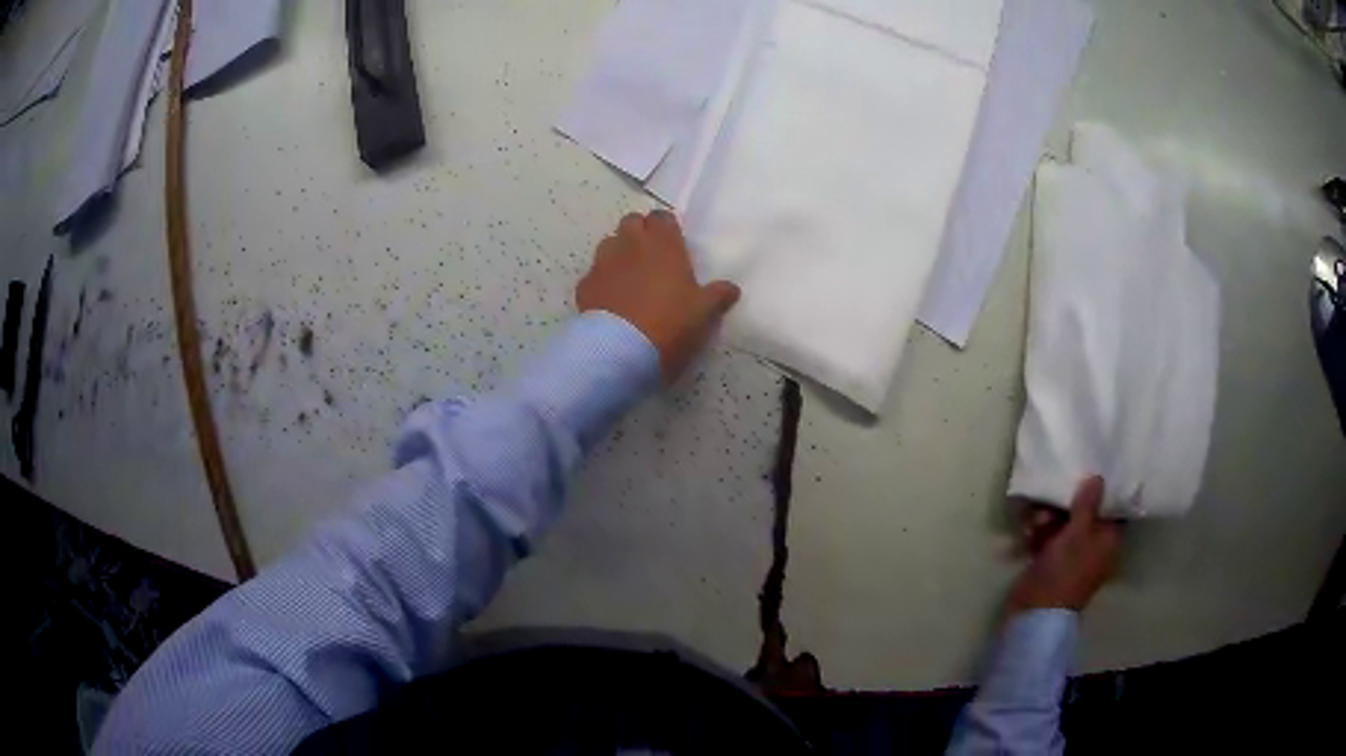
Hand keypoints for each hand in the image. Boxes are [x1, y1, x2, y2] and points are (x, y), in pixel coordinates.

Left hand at [577, 211, 740, 381]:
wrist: (621, 350)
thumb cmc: (670, 324)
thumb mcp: (702, 313)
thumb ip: (717, 296)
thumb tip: (732, 288)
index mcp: (663, 245)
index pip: (662, 217)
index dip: (666, 228)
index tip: (672, 243)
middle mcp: (631, 245)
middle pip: (632, 222)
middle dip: (639, 232)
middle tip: (650, 255)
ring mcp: (603, 262)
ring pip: (609, 243)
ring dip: (619, 252)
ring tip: (628, 275)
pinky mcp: (585, 284)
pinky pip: (594, 273)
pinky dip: (602, 280)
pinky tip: (610, 299)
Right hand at [1005, 477, 1123, 616]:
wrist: (1035, 611)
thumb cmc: (1065, 571)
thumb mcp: (1079, 533)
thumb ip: (1088, 504)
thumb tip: (1098, 477)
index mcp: (1109, 541)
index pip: (1112, 509)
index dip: (1103, 490)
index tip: (1091, 471)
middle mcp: (1094, 546)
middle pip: (1085, 513)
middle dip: (1066, 504)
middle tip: (1052, 499)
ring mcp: (1071, 554)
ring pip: (1062, 523)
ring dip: (1047, 517)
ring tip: (1034, 520)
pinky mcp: (1050, 560)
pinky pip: (1047, 536)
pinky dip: (1037, 532)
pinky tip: (1027, 530)